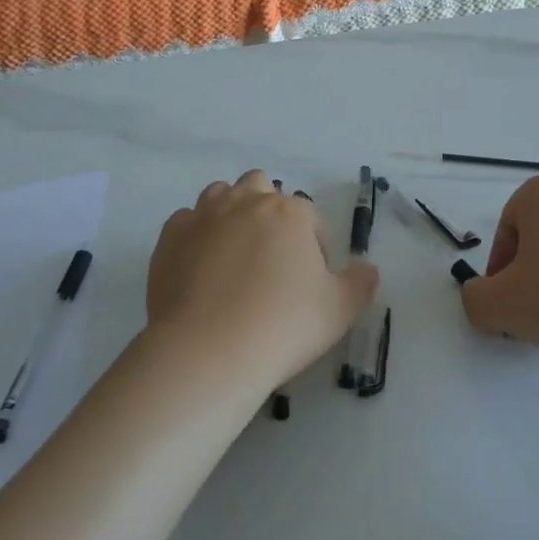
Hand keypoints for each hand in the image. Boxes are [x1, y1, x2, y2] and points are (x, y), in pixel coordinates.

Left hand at [146, 170, 377, 389]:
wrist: (207, 352)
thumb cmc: (282, 327)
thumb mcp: (339, 311)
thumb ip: (359, 284)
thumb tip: (368, 269)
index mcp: (289, 212)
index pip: (308, 216)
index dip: (313, 244)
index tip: (309, 279)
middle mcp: (246, 201)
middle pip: (260, 187)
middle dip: (268, 211)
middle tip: (270, 258)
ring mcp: (204, 215)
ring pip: (220, 195)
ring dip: (230, 213)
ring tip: (234, 256)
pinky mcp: (170, 237)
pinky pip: (186, 222)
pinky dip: (195, 236)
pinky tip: (199, 267)